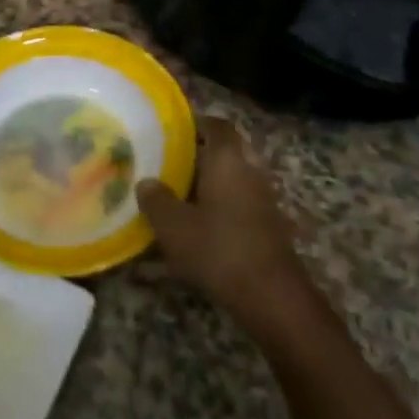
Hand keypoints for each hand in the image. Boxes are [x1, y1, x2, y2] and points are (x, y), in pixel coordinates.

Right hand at [136, 118, 309, 324]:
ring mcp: (264, 198)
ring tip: (182, 195)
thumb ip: (156, 200)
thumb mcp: (174, 226)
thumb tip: (146, 182)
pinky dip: (224, 206)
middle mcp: (250, 170)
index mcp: (228, 159)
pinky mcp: (270, 224)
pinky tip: (202, 226)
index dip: (196, 123)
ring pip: (235, 177)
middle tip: (172, 163)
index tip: (173, 131)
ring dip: (213, 182)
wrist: (271, 295)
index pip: (216, 125)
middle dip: (202, 154)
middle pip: (228, 150)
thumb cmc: (218, 249)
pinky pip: (242, 202)